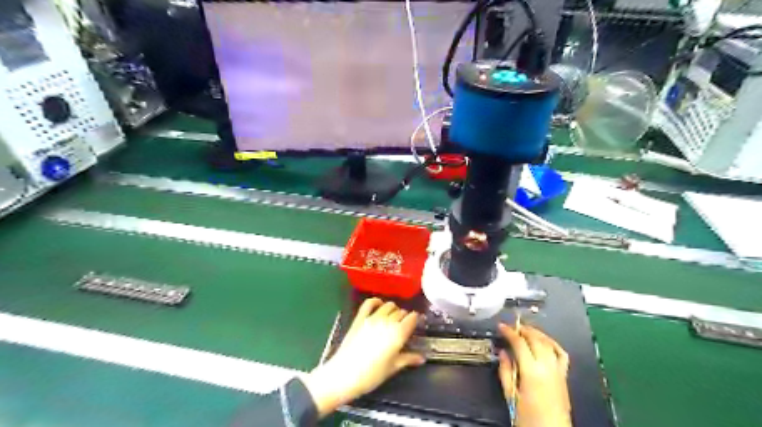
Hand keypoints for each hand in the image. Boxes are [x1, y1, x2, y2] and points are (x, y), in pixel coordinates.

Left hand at [303, 301, 422, 417]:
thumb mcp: (393, 368)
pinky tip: (379, 305)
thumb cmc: (372, 375)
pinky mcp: (360, 318)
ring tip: (393, 317)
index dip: (415, 319)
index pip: (412, 318)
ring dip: (393, 309)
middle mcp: (387, 322)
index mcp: (398, 333)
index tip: (415, 324)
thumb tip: (422, 358)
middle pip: (400, 312)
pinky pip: (369, 303)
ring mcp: (372, 318)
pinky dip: (376, 301)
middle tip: (403, 326)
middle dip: (404, 316)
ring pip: (388, 305)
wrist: (344, 374)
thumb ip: (408, 359)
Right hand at [501, 323, 570, 425]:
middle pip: (535, 339)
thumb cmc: (528, 418)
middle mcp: (547, 367)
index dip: (509, 332)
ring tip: (525, 330)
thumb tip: (503, 353)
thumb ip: (505, 371)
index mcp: (531, 371)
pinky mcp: (564, 376)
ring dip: (536, 333)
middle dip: (523, 329)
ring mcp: (558, 370)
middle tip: (512, 327)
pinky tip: (545, 341)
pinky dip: (552, 343)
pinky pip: (561, 353)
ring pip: (548, 343)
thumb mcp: (510, 395)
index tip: (501, 326)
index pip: (520, 343)